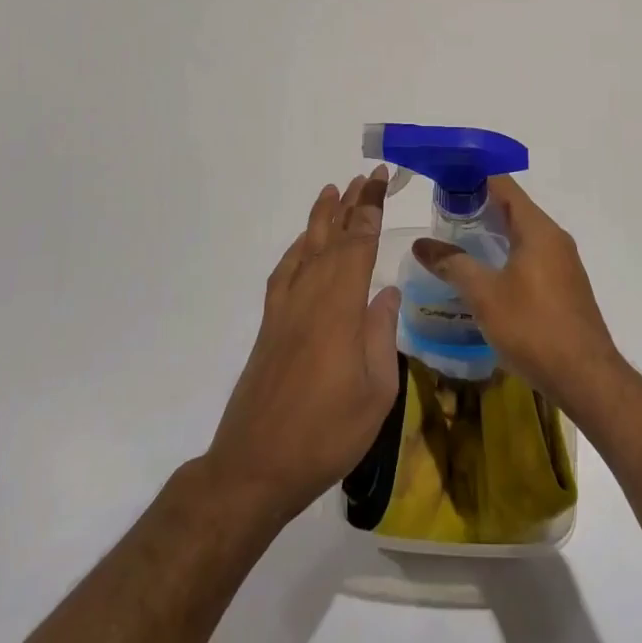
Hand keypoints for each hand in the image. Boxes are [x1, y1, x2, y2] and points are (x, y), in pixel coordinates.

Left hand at [207, 169, 401, 519]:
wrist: (256, 466)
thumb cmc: (327, 434)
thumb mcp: (376, 392)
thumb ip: (381, 336)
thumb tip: (385, 293)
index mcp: (340, 310)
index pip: (357, 245)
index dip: (370, 210)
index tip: (379, 181)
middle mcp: (309, 299)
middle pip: (331, 239)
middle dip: (350, 205)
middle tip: (366, 176)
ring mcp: (284, 311)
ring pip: (304, 250)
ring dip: (320, 219)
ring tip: (332, 191)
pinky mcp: (269, 327)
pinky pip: (284, 274)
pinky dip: (295, 250)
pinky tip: (302, 245)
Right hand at [411, 176, 625, 423]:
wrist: (586, 377)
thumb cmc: (533, 328)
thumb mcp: (485, 295)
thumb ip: (452, 264)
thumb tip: (421, 244)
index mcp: (538, 230)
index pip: (504, 186)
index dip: (474, 177)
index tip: (444, 178)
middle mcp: (555, 238)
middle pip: (513, 209)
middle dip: (478, 206)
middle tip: (441, 213)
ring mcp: (563, 263)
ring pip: (523, 235)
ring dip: (492, 233)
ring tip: (456, 241)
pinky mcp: (565, 286)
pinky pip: (531, 256)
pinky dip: (506, 254)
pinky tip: (485, 274)